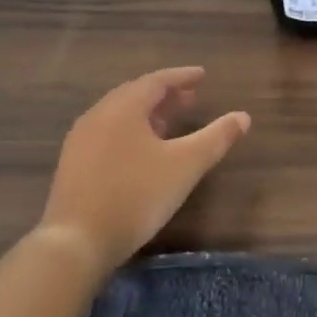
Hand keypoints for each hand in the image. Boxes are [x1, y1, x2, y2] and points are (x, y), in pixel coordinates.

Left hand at [38, 69, 250, 271]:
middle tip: (190, 98)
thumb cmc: (136, 195)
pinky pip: (107, 134)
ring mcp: (80, 141)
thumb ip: (216, 138)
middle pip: (135, 95)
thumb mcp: (185, 165)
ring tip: (170, 123)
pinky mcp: (73, 165)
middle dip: (165, 95)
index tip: (202, 76)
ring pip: (119, 116)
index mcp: (123, 108)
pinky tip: (142, 152)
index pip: (156, 81)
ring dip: (147, 114)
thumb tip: (243, 116)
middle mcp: (98, 116)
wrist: (77, 241)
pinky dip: (131, 131)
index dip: (181, 77)